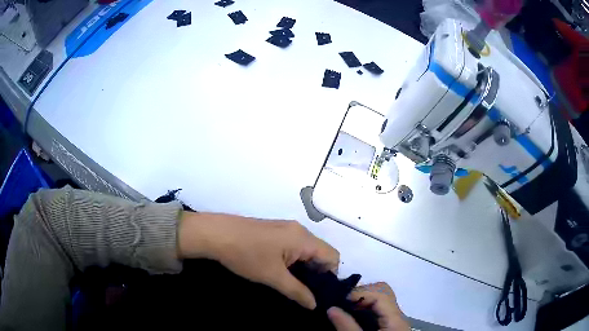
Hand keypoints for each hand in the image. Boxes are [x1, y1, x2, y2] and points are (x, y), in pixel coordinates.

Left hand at [177, 211, 339, 308]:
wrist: (215, 234)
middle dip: (316, 273)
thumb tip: (314, 304)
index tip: (318, 292)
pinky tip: (281, 272)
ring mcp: (285, 229)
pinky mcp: (274, 231)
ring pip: (306, 251)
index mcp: (303, 238)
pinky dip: (294, 261)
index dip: (330, 276)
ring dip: (304, 268)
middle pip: (320, 253)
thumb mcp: (273, 277)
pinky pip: (294, 247)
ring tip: (293, 285)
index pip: (332, 256)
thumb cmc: (246, 255)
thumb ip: (297, 291)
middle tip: (306, 292)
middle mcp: (299, 230)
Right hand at [327, 282, 408, 330]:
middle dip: (359, 297)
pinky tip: (351, 318)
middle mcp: (397, 317)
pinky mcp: (389, 328)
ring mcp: (394, 323)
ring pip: (379, 304)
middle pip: (382, 296)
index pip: (380, 296)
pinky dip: (364, 312)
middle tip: (339, 303)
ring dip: (360, 304)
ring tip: (342, 309)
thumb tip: (331, 308)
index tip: (338, 300)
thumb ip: (346, 326)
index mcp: (395, 320)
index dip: (360, 294)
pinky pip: (377, 314)